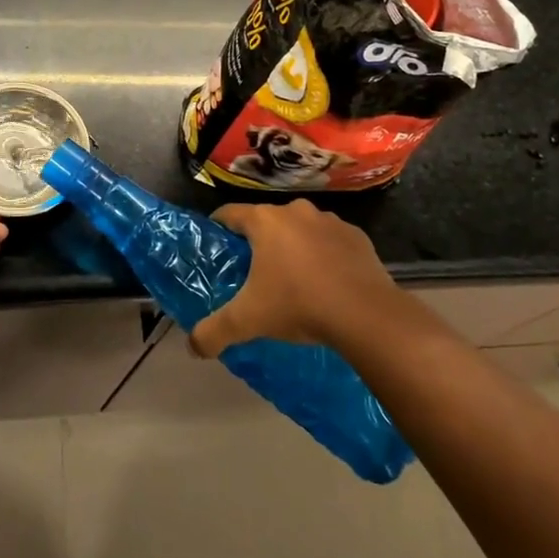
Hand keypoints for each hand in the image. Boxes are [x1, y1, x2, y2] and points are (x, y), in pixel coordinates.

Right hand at [190, 198, 400, 356]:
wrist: (366, 314)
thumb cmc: (298, 305)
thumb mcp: (247, 322)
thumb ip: (213, 332)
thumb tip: (192, 347)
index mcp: (264, 221)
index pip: (229, 214)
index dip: (219, 230)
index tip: (217, 249)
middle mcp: (295, 211)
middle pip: (266, 222)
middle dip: (259, 244)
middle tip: (253, 275)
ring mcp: (329, 221)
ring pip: (301, 230)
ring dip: (294, 248)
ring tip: (293, 281)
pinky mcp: (356, 236)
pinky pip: (331, 242)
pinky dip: (325, 256)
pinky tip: (327, 284)